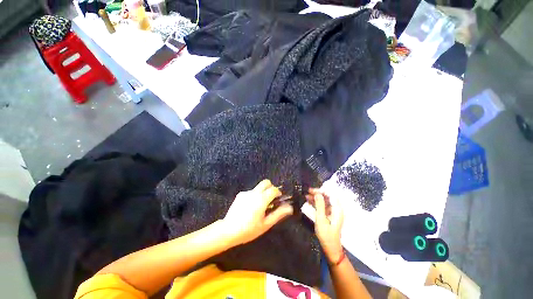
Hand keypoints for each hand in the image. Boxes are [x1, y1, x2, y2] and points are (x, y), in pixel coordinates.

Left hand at [223, 179, 293, 244]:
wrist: (228, 230)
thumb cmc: (249, 229)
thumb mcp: (266, 224)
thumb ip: (279, 214)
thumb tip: (290, 207)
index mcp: (262, 199)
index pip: (274, 189)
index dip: (278, 193)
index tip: (278, 200)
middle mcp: (254, 192)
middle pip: (266, 182)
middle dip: (271, 188)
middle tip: (271, 199)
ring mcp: (246, 192)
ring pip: (258, 187)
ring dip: (263, 192)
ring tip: (260, 206)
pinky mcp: (240, 194)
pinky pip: (251, 192)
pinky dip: (254, 196)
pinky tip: (250, 207)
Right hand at [306, 189, 343, 262]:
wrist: (330, 248)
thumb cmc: (326, 235)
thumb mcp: (321, 220)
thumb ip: (320, 206)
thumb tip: (317, 194)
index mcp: (337, 209)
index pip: (331, 194)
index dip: (322, 190)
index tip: (312, 191)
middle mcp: (336, 209)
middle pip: (327, 196)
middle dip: (318, 193)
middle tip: (308, 191)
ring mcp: (332, 212)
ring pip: (324, 200)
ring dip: (316, 197)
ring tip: (306, 195)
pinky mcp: (328, 215)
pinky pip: (322, 205)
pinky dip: (316, 203)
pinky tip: (309, 201)